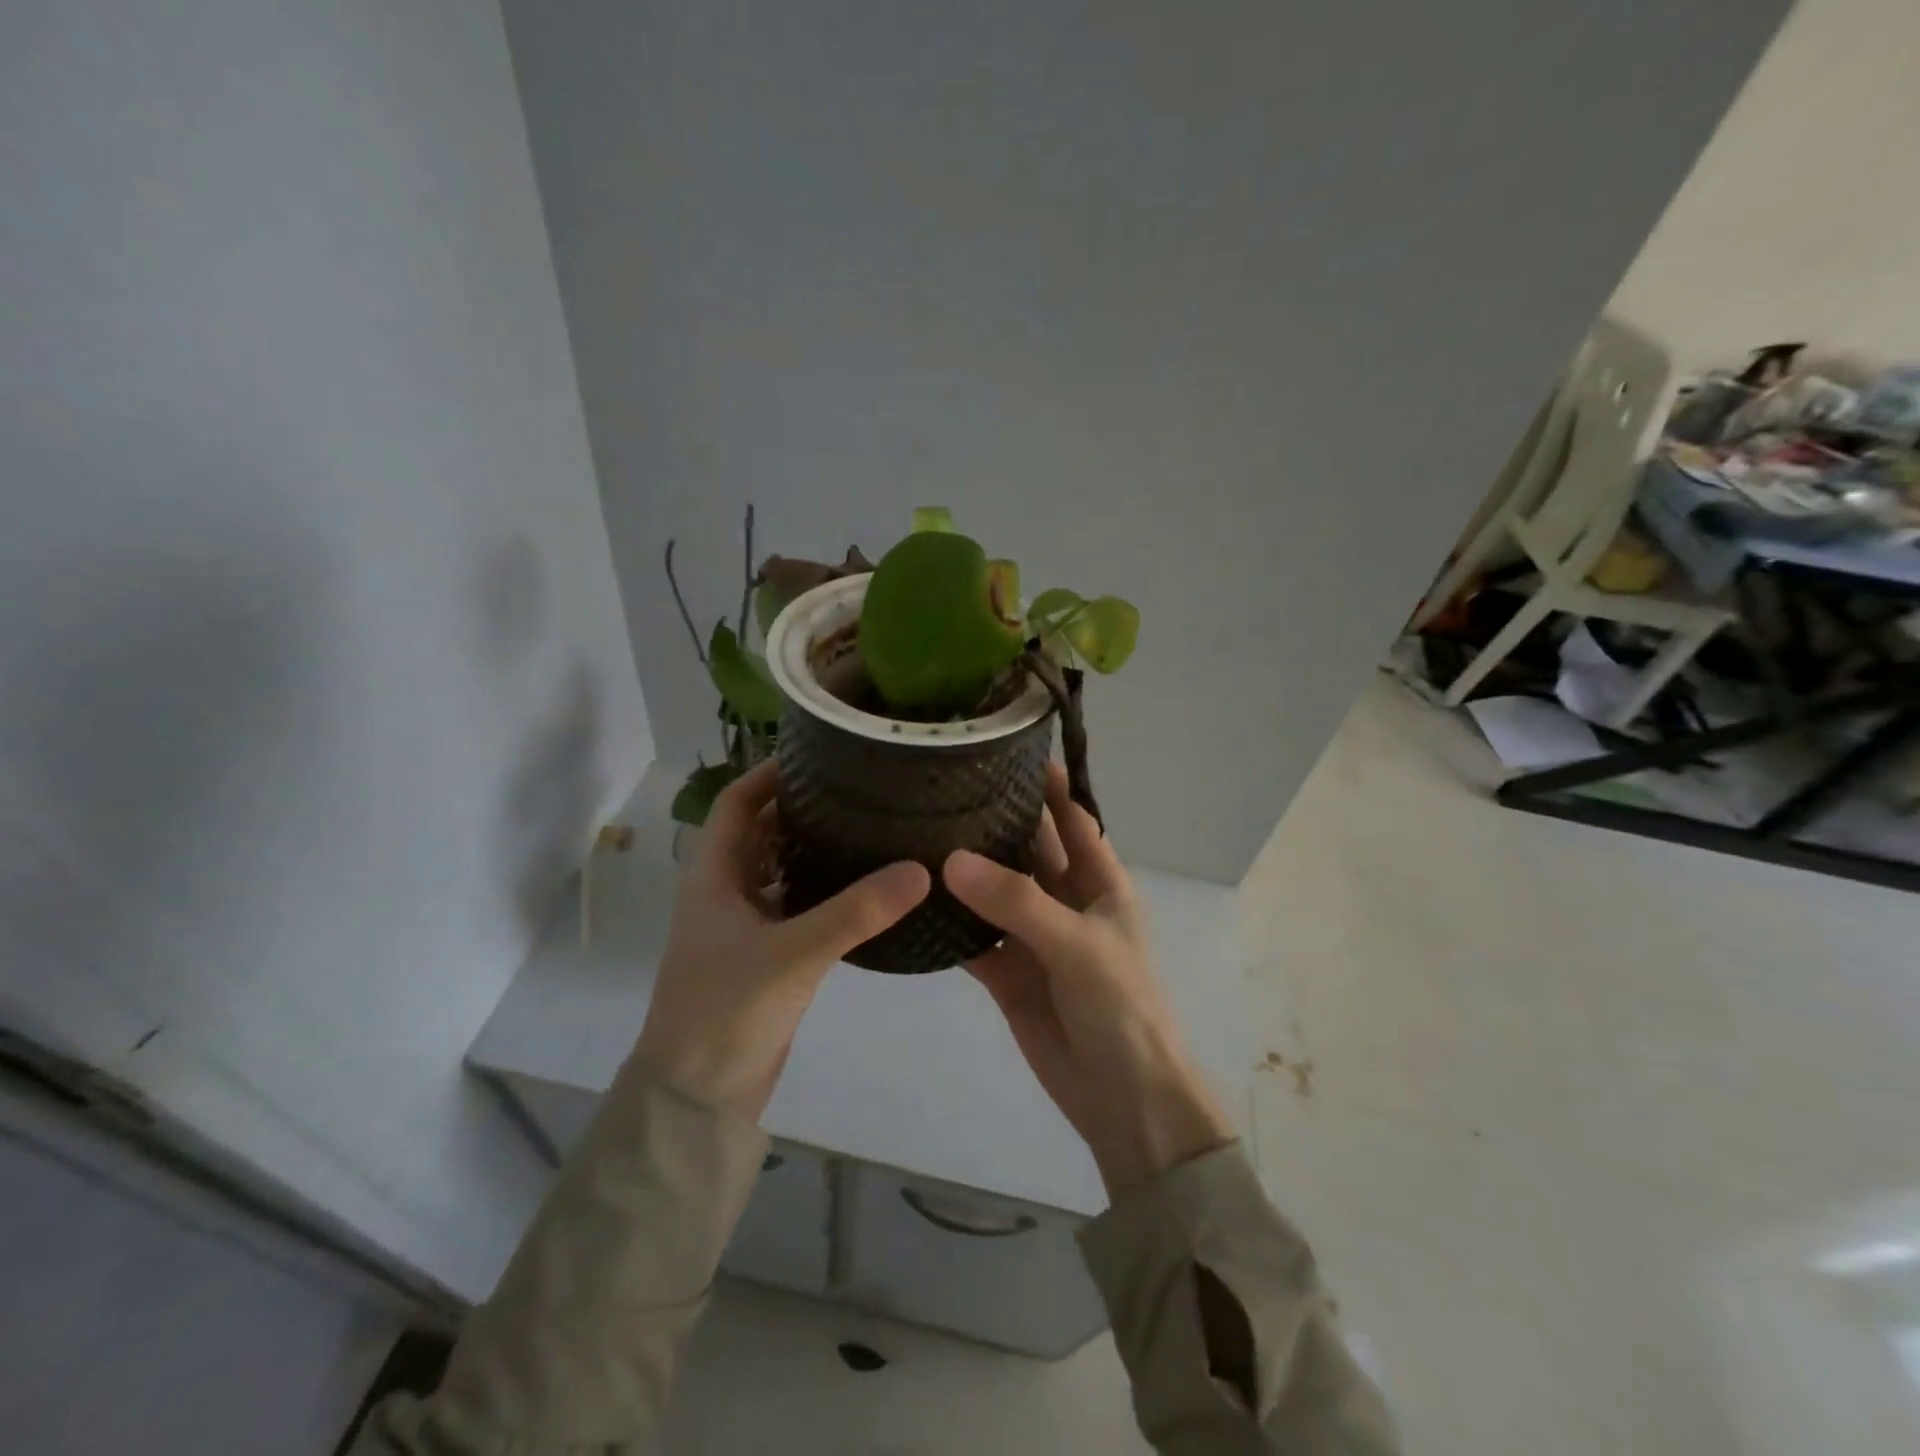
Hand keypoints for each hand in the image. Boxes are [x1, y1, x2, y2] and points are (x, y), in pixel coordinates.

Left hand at [635, 761, 929, 1119]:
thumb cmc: (727, 1010)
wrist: (697, 1098)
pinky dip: (821, 891)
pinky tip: (862, 888)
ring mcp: (743, 926)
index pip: (734, 804)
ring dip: (812, 849)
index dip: (767, 774)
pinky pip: (794, 907)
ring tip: (866, 827)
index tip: (816, 755)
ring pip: (779, 870)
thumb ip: (857, 911)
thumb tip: (920, 870)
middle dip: (799, 807)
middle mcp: (724, 892)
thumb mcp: (794, 953)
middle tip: (856, 788)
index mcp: (712, 876)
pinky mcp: (764, 957)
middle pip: (760, 832)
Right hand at [943, 763, 1233, 1195]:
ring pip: (993, 893)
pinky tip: (912, 903)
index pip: (1074, 820)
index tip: (1010, 748)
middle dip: (994, 823)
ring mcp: (1033, 938)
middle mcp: (1065, 903)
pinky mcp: (1007, 974)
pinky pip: (973, 940)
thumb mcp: (1077, 944)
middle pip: (1027, 851)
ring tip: (915, 834)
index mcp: (1101, 884)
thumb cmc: (1121, 1007)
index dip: (1049, 787)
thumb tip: (949, 860)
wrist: (1124, 1099)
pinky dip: (948, 926)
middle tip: (941, 787)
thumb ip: (1016, 901)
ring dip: (963, 873)